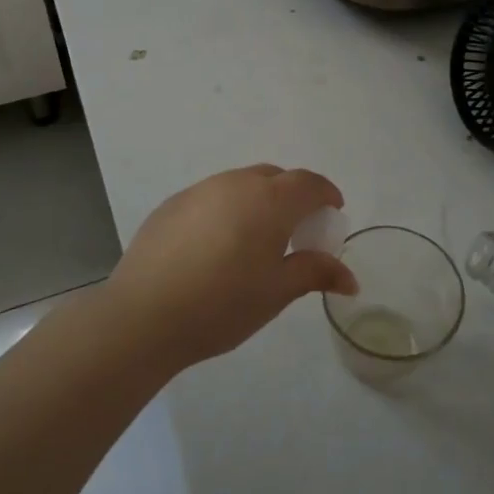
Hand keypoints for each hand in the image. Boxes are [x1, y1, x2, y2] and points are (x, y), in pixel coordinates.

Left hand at [107, 165, 356, 369]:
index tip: (332, 212)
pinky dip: (226, 210)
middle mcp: (234, 184)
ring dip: (257, 201)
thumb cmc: (222, 304)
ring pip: (240, 184)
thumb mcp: (276, 292)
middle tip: (297, 230)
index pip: (308, 183)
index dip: (326, 194)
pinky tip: (215, 247)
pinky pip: (211, 197)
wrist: (143, 315)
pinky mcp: (171, 205)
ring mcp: (198, 191)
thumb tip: (350, 277)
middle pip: (274, 178)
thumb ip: (315, 272)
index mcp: (268, 200)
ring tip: (256, 239)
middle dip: (293, 196)